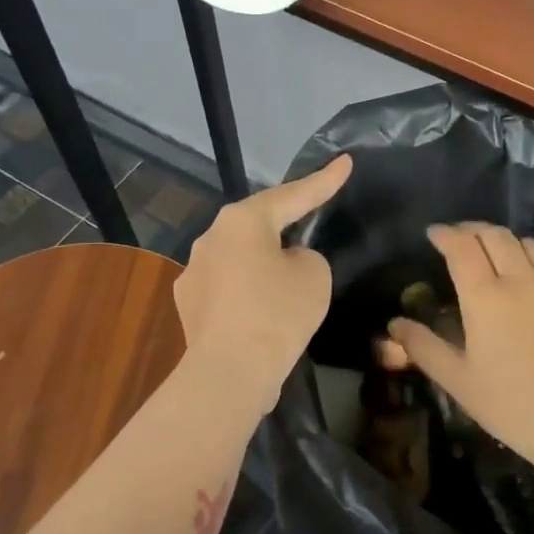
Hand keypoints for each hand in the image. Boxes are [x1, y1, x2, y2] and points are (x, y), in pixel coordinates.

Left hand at [173, 155, 351, 411]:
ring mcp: (194, 270)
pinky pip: (227, 286)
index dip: (323, 180)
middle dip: (285, 224)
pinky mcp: (188, 304)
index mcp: (243, 220)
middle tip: (310, 220)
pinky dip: (247, 292)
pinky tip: (260, 312)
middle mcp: (211, 237)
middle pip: (258, 224)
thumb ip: (306, 256)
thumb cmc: (277, 314)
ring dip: (262, 263)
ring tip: (285, 282)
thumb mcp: (314, 275)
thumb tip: (286, 261)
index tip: (344, 162)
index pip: (292, 195)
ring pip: (240, 256)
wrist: (230, 372)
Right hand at [385, 223, 533, 471]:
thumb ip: (424, 348)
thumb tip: (395, 324)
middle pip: (495, 236)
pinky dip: (533, 260)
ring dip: (505, 240)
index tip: (434, 233)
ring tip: (494, 252)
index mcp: (486, 296)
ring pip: (528, 244)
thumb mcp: (459, 381)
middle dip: (472, 229)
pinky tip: (531, 279)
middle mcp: (521, 280)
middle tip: (459, 237)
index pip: (462, 247)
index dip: (445, 234)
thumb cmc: (513, 404)